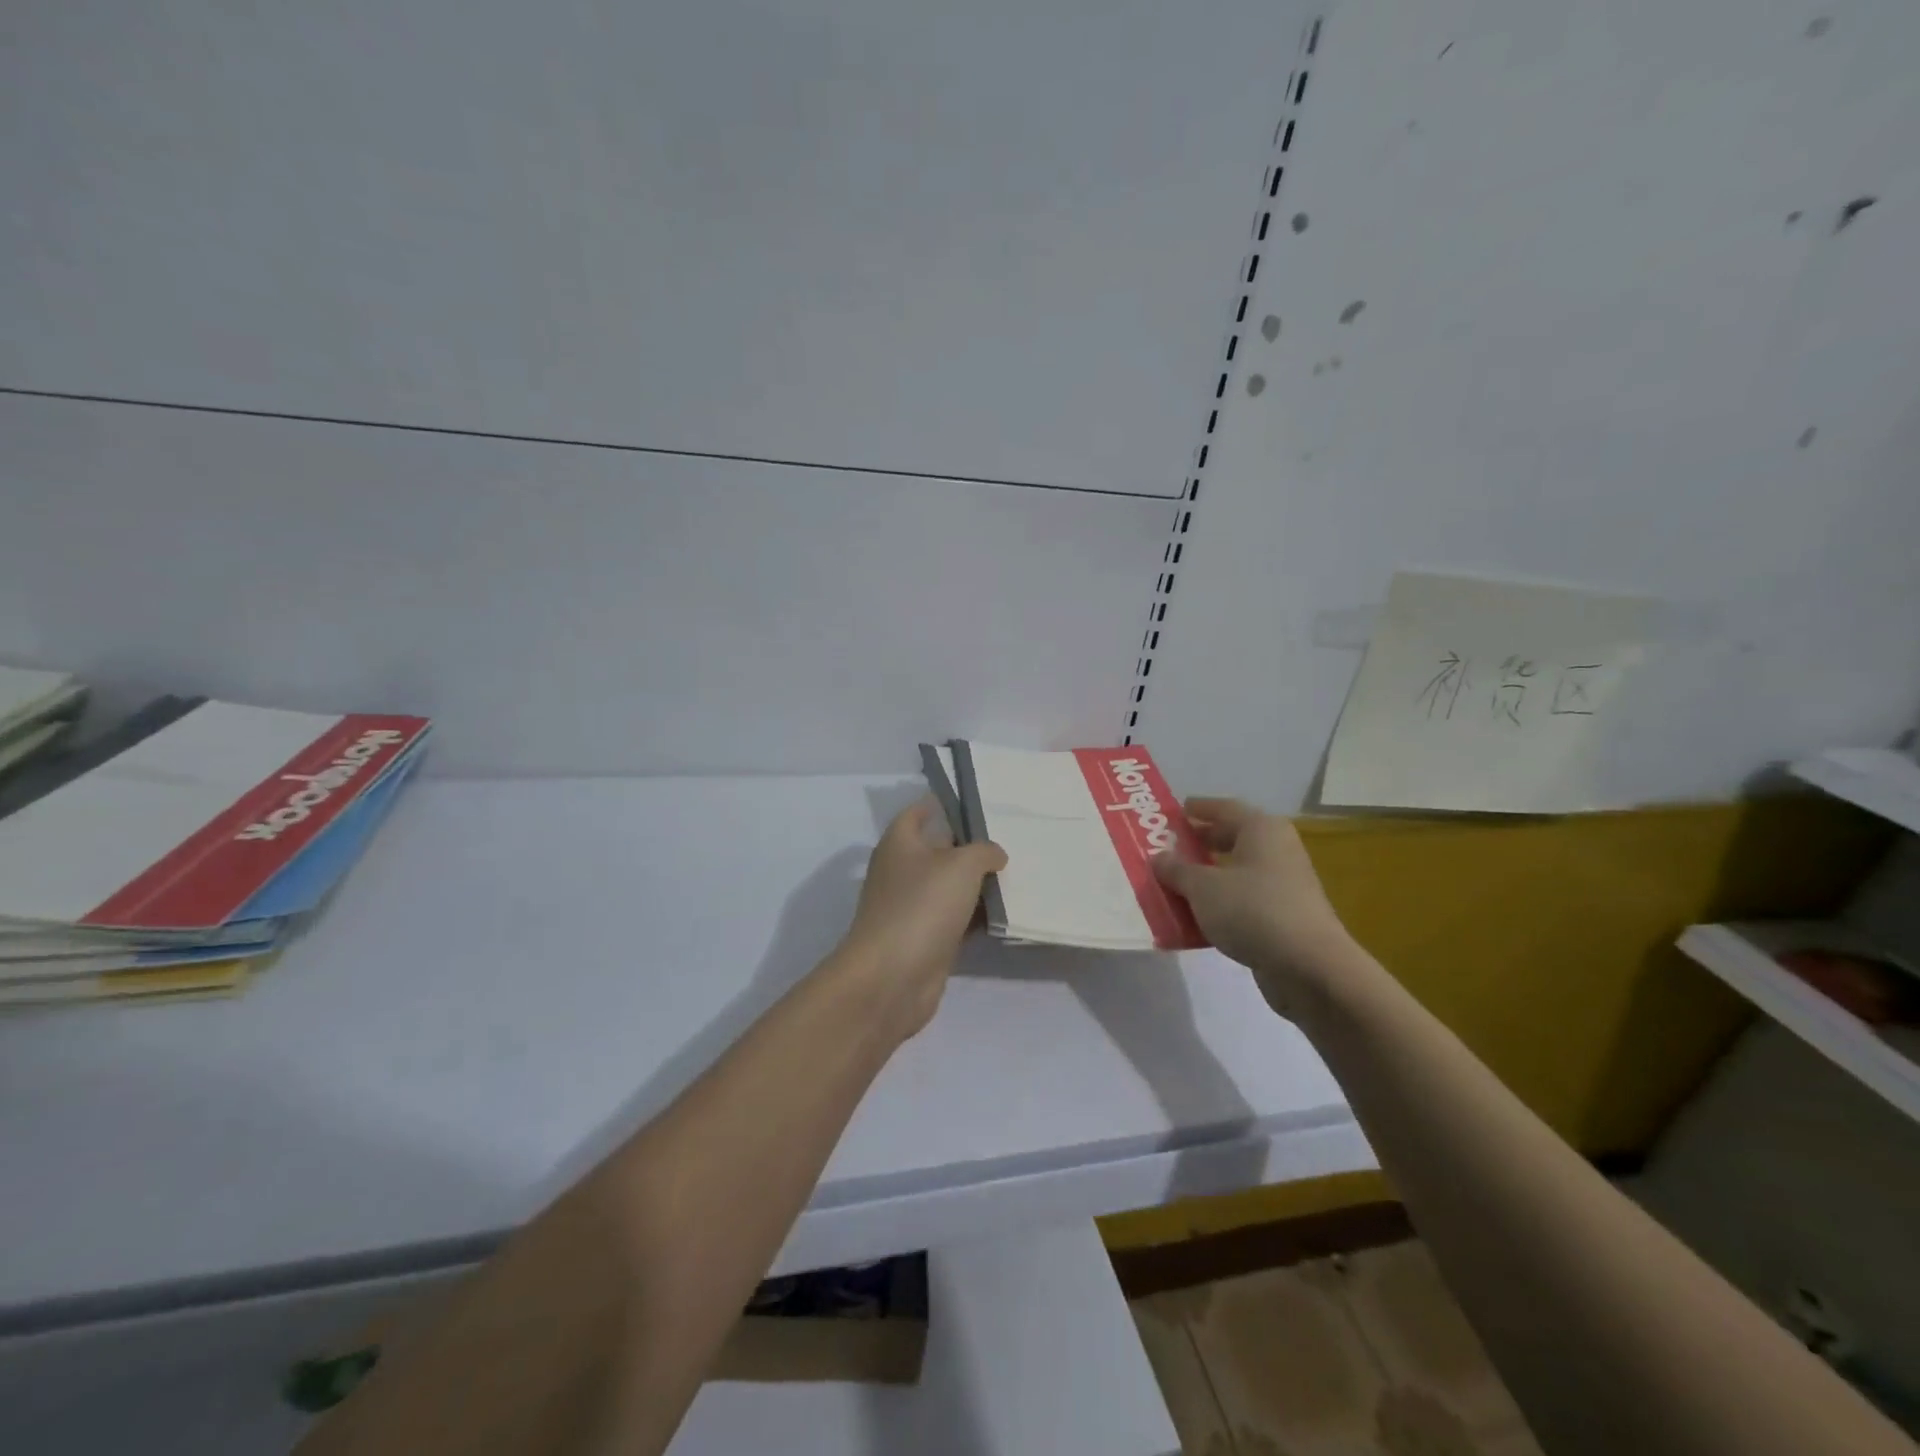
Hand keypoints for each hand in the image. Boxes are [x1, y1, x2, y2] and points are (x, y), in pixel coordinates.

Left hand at [839, 798, 1006, 1040]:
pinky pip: (956, 919)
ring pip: (950, 887)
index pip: (918, 812)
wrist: (892, 977)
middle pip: (938, 850)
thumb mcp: (961, 865)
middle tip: (1010, 838)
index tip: (974, 802)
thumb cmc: (922, 906)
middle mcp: (902, 871)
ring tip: (1017, 873)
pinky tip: (1006, 913)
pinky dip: (976, 916)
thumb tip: (994, 854)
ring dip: (977, 884)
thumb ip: (983, 851)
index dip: (941, 804)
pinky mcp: (925, 939)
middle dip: (970, 846)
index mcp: (900, 844)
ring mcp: (912, 908)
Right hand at [1153, 797, 1358, 1016]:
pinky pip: (1242, 901)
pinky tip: (1194, 918)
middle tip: (1167, 848)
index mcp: (1261, 829)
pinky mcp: (1283, 917)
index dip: (1197, 809)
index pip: (1224, 808)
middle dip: (1199, 843)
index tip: (1173, 813)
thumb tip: (1158, 857)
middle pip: (1231, 838)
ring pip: (1235, 873)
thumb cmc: (1252, 910)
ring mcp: (1283, 885)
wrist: (1309, 967)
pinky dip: (1219, 904)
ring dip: (1205, 877)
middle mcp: (1276, 850)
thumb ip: (1176, 870)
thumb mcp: (1202, 887)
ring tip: (1173, 884)